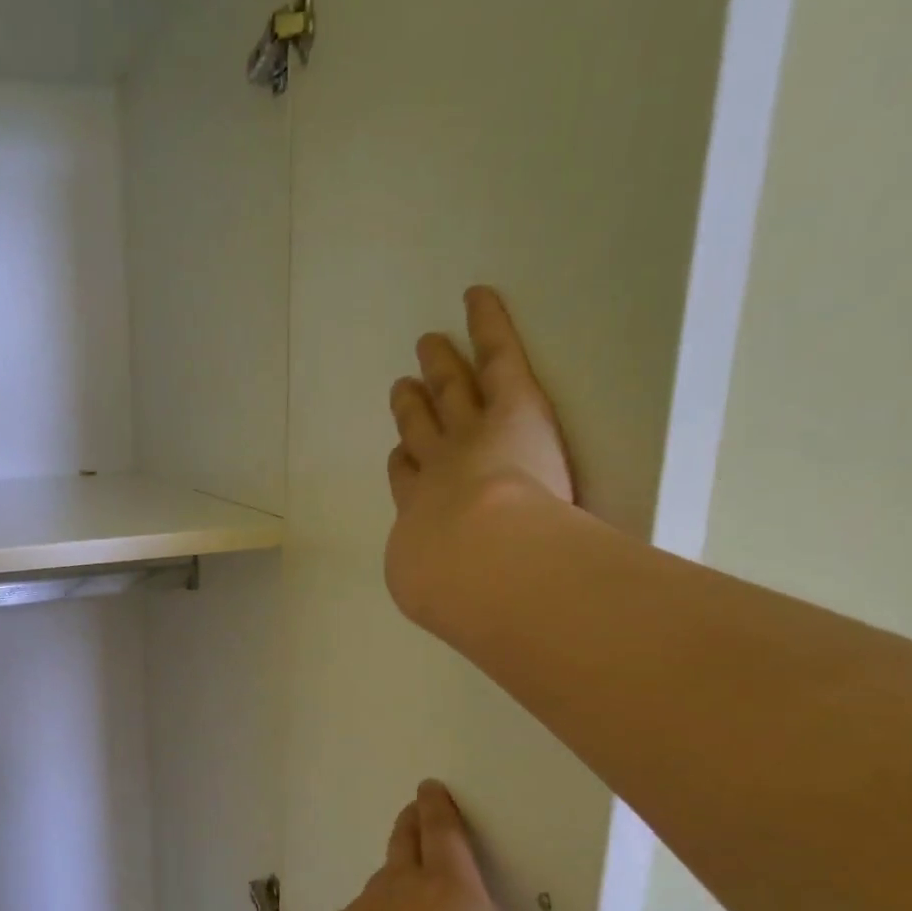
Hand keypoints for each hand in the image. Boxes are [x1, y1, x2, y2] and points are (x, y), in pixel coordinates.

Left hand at [295, 781, 685, 910]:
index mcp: (445, 887)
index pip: (442, 832)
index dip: (438, 807)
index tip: (430, 785)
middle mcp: (398, 889)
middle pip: (403, 843)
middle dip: (411, 823)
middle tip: (413, 809)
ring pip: (380, 880)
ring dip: (393, 870)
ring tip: (404, 875)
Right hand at [384, 286, 574, 631]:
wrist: (477, 561)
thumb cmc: (458, 590)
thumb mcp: (444, 600)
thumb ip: (449, 595)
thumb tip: (455, 612)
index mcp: (420, 517)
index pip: (407, 481)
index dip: (404, 464)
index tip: (401, 455)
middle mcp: (435, 469)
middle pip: (419, 430)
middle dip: (410, 409)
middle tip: (403, 388)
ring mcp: (469, 433)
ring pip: (448, 393)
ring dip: (437, 370)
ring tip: (428, 347)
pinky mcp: (510, 405)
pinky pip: (498, 358)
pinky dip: (487, 326)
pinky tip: (478, 297)